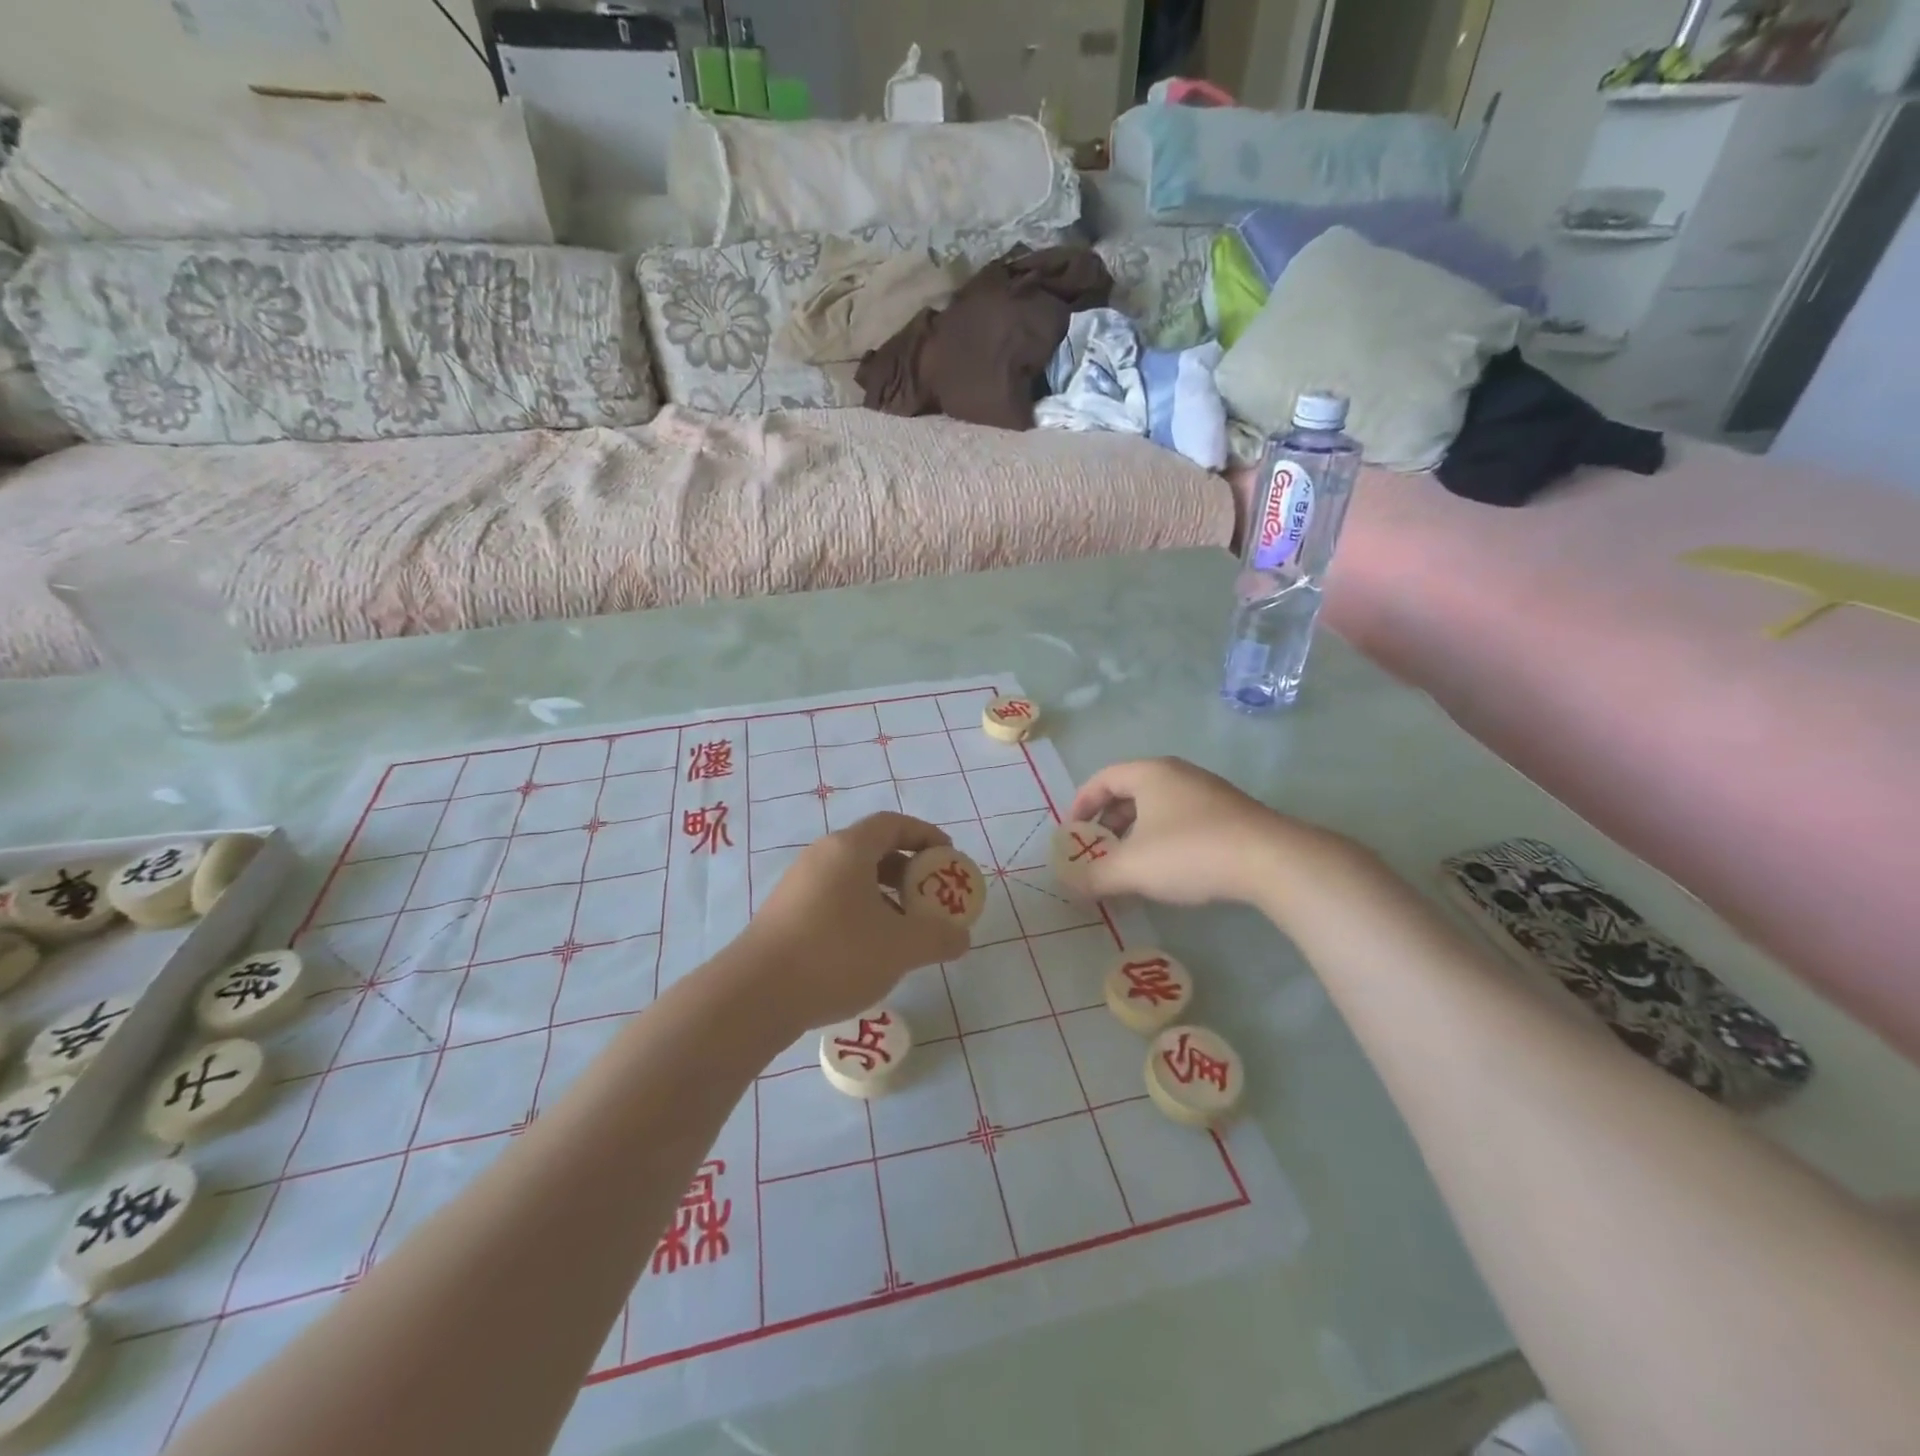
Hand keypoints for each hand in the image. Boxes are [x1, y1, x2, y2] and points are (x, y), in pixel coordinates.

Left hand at [742, 812, 972, 1028]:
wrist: (755, 995)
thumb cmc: (836, 955)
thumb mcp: (901, 947)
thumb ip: (939, 937)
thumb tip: (961, 937)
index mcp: (849, 849)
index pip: (893, 824)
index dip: (926, 835)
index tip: (948, 857)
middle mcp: (821, 857)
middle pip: (873, 848)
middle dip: (908, 869)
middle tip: (930, 896)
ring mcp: (799, 885)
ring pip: (852, 877)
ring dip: (885, 894)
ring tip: (905, 928)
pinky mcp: (785, 914)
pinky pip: (834, 899)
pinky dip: (861, 911)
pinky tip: (870, 949)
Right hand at [1067, 757, 1339, 907]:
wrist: (1271, 860)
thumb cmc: (1190, 852)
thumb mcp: (1132, 868)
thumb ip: (1094, 876)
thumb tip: (1069, 884)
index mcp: (1149, 773)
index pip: (1102, 779)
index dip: (1080, 805)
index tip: (1072, 835)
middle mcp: (1178, 773)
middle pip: (1129, 792)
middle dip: (1108, 825)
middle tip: (1098, 854)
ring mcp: (1208, 792)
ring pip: (1158, 808)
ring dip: (1136, 835)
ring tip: (1131, 867)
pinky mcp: (1230, 814)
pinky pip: (1182, 820)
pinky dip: (1164, 840)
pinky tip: (1168, 871)